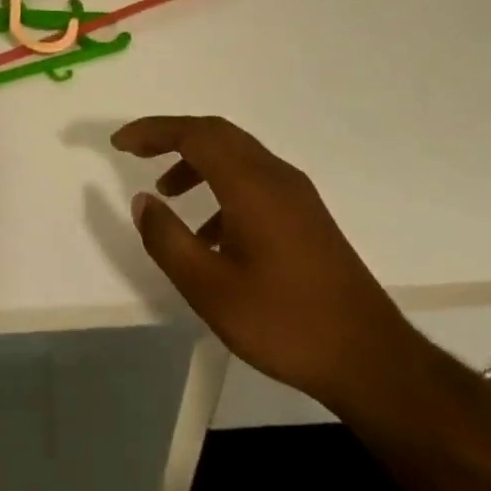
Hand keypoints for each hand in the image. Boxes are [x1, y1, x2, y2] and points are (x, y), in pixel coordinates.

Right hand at [115, 116, 417, 410]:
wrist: (370, 359)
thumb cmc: (284, 322)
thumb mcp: (210, 289)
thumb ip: (168, 240)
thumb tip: (143, 201)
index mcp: (251, 184)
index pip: (194, 134)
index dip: (152, 131)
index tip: (119, 143)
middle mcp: (275, 175)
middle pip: (216, 133)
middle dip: (172, 137)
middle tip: (137, 154)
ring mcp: (296, 194)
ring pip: (236, 156)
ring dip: (197, 162)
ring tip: (168, 195)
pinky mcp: (307, 215)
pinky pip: (254, 180)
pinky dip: (221, 187)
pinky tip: (210, 233)